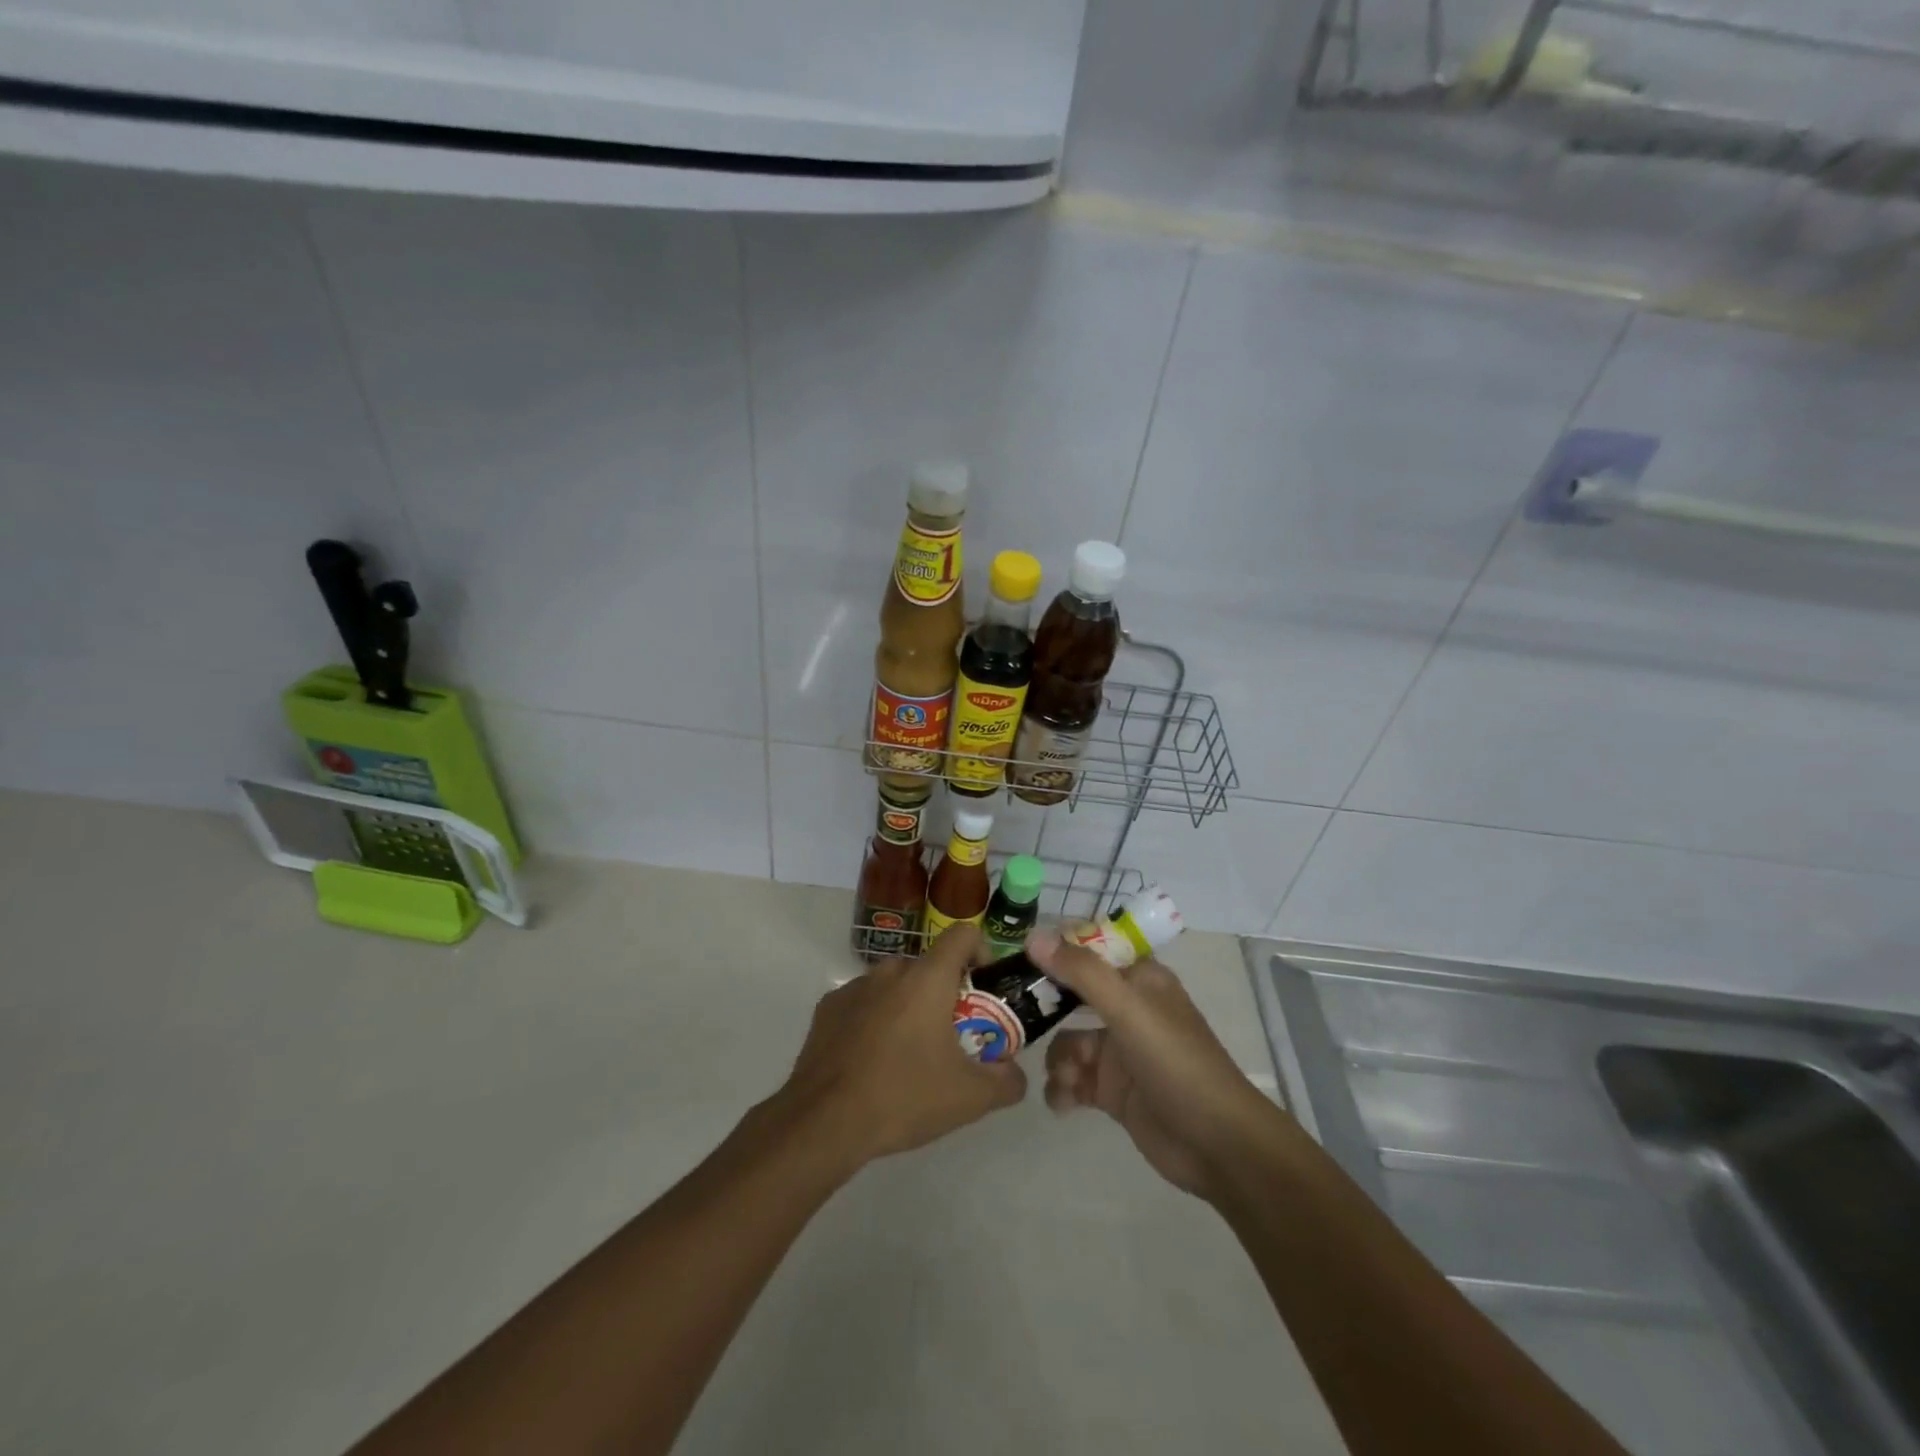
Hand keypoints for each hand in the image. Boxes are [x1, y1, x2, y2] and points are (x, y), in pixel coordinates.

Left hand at [774, 925, 1026, 1172]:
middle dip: (946, 995)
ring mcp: (855, 986)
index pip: (963, 934)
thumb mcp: (970, 1099)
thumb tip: (1015, 1074)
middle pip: (930, 967)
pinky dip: (876, 1021)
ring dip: (910, 1008)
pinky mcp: (828, 1007)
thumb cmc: (903, 1097)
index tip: (983, 991)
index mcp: (928, 978)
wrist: (823, 1122)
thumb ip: (1006, 1081)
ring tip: (909, 1057)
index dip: (981, 953)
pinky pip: (865, 1003)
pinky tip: (872, 1063)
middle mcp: (891, 970)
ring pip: (896, 985)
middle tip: (952, 1040)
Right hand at [1028, 929, 1286, 1201]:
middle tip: (1016, 1019)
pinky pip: (1073, 1081)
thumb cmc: (1176, 1063)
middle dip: (1046, 1011)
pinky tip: (1065, 1103)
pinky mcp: (1113, 1091)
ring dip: (1058, 1060)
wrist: (1218, 1145)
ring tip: (1066, 1079)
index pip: (1090, 950)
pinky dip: (1064, 1090)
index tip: (1020, 962)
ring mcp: (1120, 1052)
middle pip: (1072, 997)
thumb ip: (1081, 972)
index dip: (1057, 953)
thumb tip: (1032, 936)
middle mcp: (1128, 1009)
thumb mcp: (1129, 1010)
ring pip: (1068, 1042)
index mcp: (1139, 979)